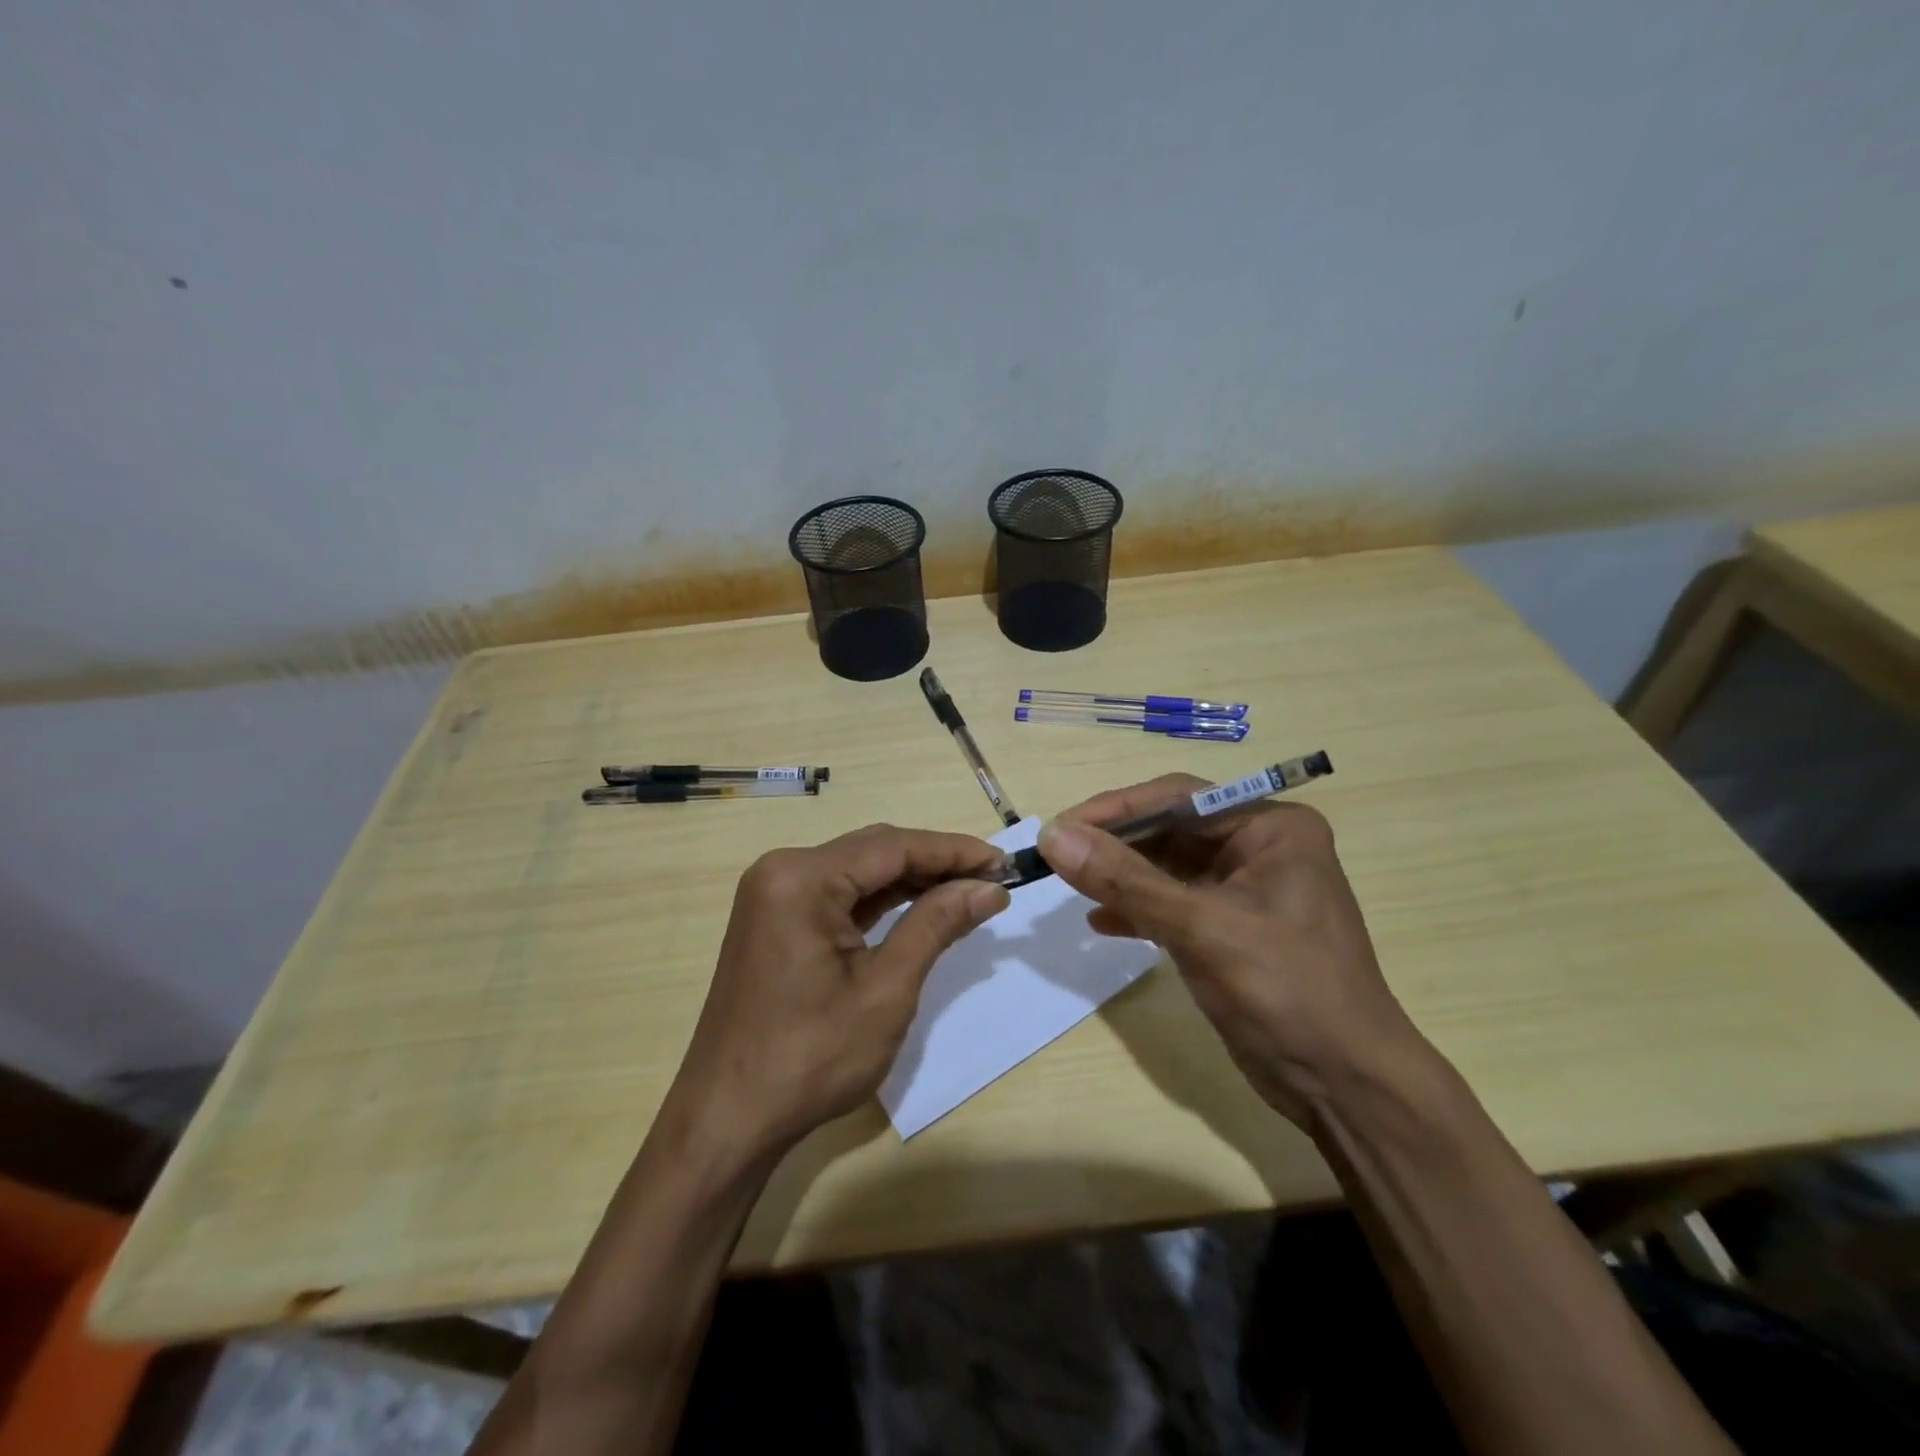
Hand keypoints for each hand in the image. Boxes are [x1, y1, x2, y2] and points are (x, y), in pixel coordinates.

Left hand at [662, 824, 1009, 1158]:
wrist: (729, 1120)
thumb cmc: (810, 1058)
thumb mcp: (885, 990)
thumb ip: (936, 925)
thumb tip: (989, 889)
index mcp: (801, 878)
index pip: (893, 847)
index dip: (954, 852)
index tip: (1004, 864)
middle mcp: (782, 871)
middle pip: (874, 851)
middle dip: (935, 863)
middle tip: (991, 882)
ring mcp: (774, 895)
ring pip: (858, 871)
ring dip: (911, 881)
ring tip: (967, 893)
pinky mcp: (776, 920)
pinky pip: (838, 895)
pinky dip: (881, 901)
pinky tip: (921, 908)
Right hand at [1039, 776, 1422, 1126]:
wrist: (1345, 1087)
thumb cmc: (1286, 991)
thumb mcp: (1201, 928)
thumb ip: (1125, 880)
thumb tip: (1053, 836)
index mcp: (1271, 828)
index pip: (1179, 798)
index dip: (1116, 808)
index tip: (1060, 827)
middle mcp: (1259, 848)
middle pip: (1170, 829)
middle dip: (1114, 844)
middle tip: (1056, 856)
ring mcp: (1244, 890)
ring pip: (1166, 867)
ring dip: (1120, 877)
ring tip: (1069, 885)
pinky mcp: (1230, 929)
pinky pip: (1173, 904)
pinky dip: (1137, 910)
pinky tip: (1100, 923)